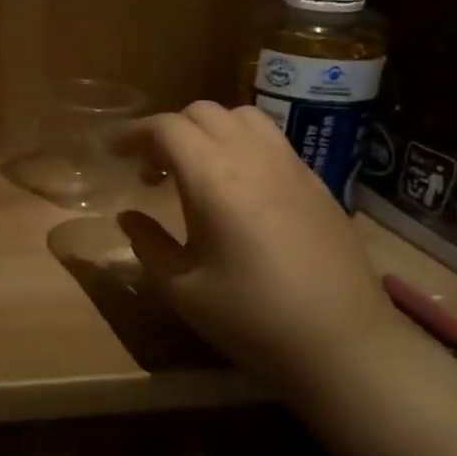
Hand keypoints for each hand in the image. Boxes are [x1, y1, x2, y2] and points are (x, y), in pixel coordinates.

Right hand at [110, 102, 402, 375]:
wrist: (342, 343)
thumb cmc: (251, 318)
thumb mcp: (181, 288)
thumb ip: (148, 244)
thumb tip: (129, 217)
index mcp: (212, 178)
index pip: (165, 128)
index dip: (133, 133)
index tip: (113, 153)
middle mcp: (252, 157)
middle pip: (202, 112)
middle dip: (167, 130)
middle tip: (149, 168)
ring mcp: (290, 166)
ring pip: (242, 117)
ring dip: (208, 129)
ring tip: (195, 167)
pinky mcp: (316, 183)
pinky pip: (271, 140)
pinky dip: (241, 143)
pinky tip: (237, 186)